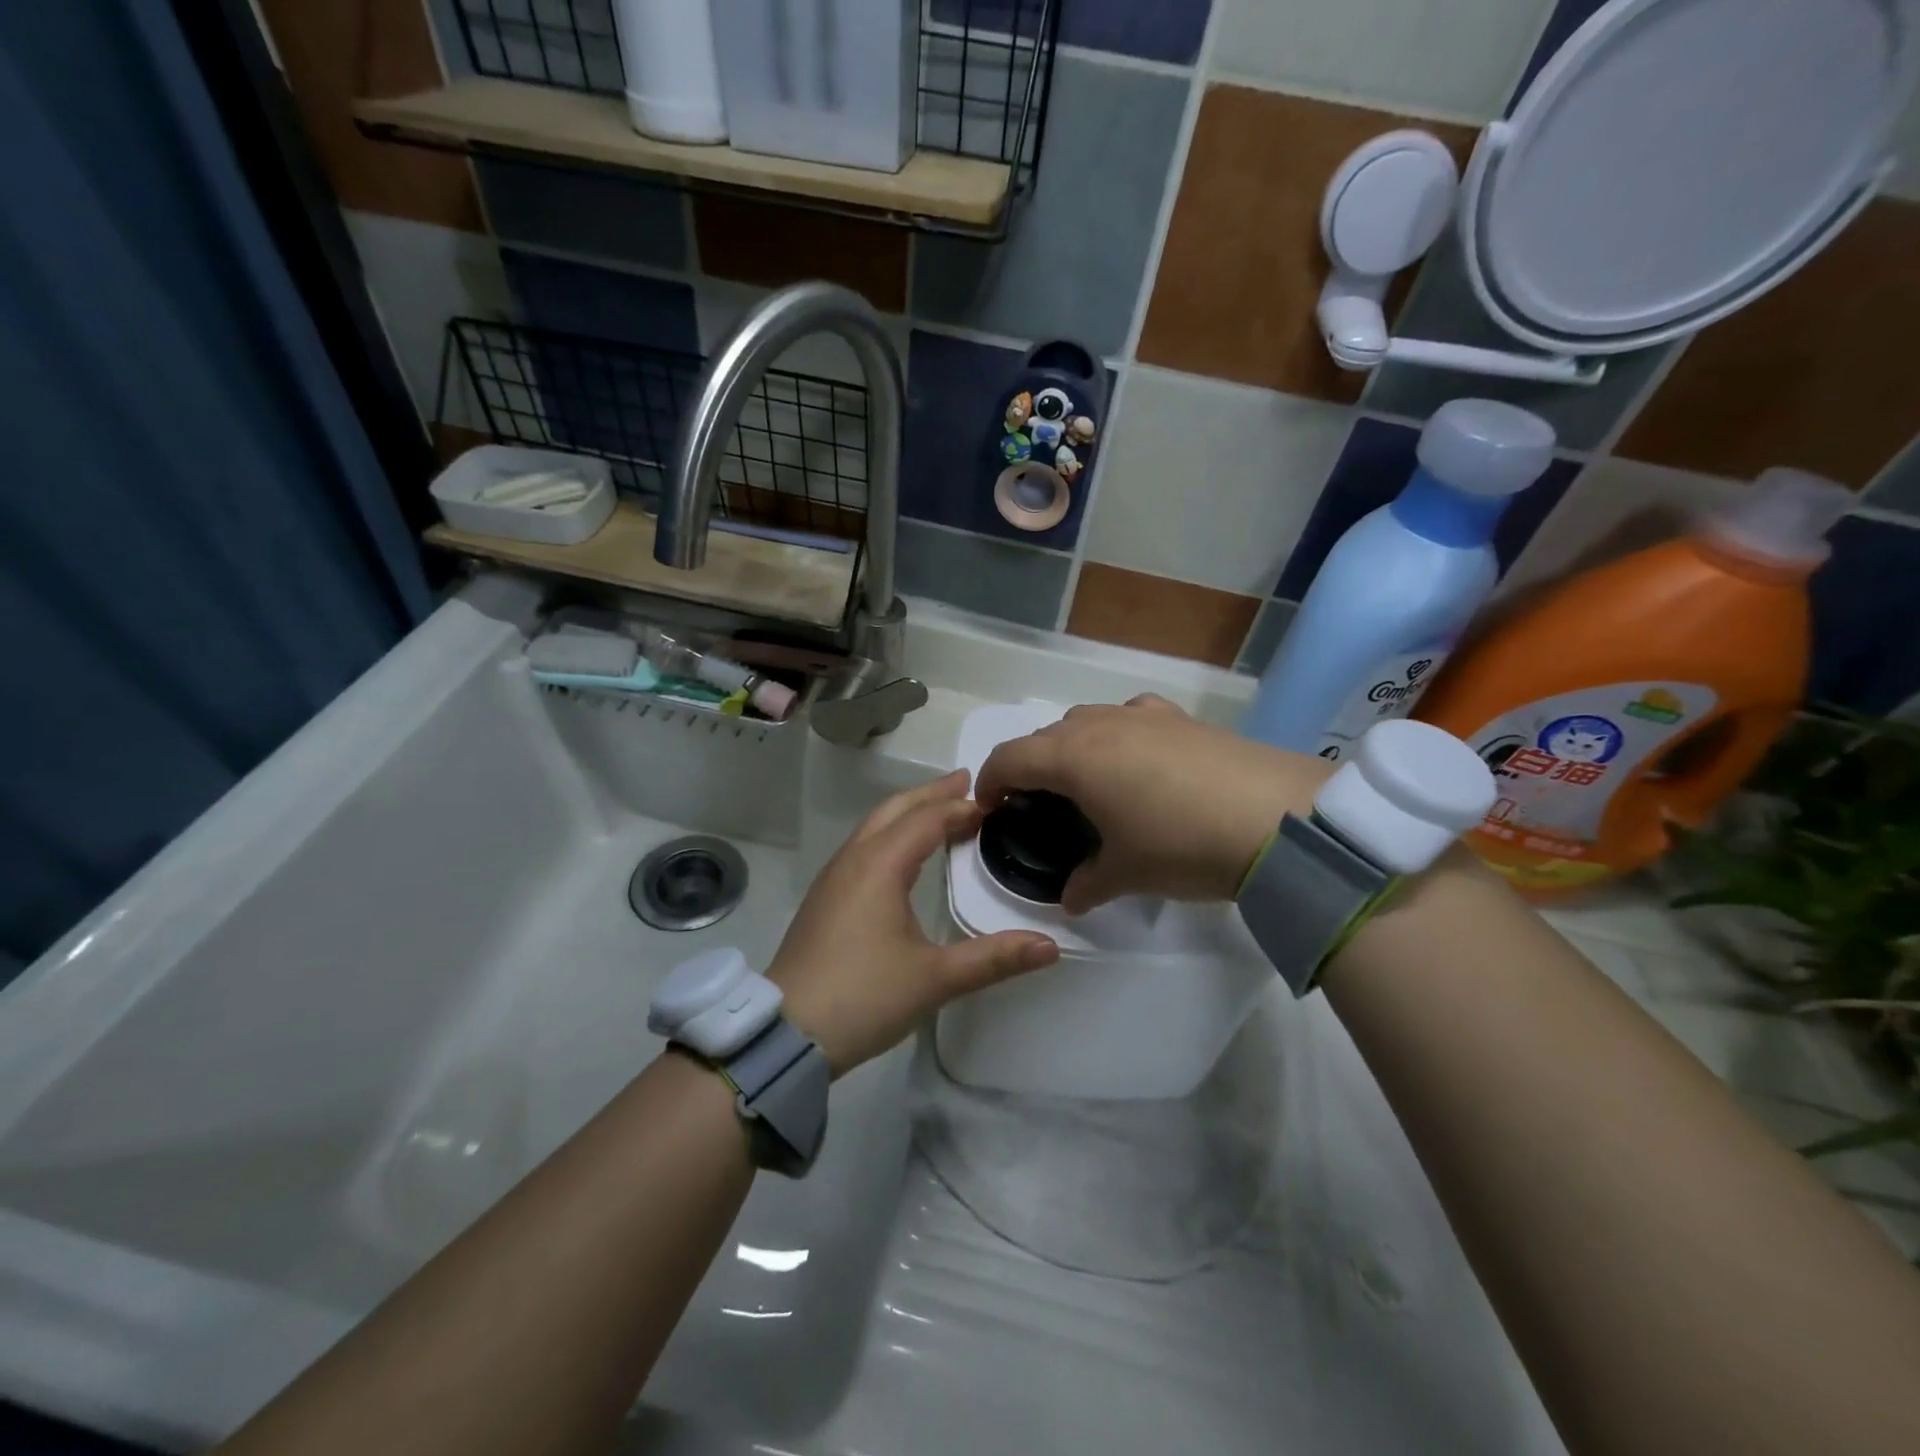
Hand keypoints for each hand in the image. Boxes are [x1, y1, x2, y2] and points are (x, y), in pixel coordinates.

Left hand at [768, 770, 1059, 1074]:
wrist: (786, 1033)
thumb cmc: (863, 997)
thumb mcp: (934, 978)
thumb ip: (993, 958)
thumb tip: (1051, 946)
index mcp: (880, 865)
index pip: (926, 819)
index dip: (961, 807)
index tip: (995, 802)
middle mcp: (853, 859)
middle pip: (895, 809)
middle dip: (931, 794)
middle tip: (966, 783)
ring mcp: (834, 878)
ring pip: (874, 826)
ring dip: (908, 812)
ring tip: (941, 811)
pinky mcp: (826, 899)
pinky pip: (863, 847)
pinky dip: (891, 834)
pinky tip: (904, 855)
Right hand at [975, 695, 1330, 913]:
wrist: (1277, 818)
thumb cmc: (1182, 844)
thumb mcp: (1127, 873)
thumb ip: (1088, 883)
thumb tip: (1071, 898)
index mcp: (1073, 757)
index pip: (1009, 758)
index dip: (989, 783)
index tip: (989, 809)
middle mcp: (1099, 725)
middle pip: (1044, 736)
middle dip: (1030, 767)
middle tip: (1038, 806)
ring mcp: (1143, 715)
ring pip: (1086, 720)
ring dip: (1072, 747)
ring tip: (1089, 784)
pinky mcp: (1181, 718)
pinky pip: (1130, 717)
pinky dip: (1117, 734)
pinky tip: (1139, 760)